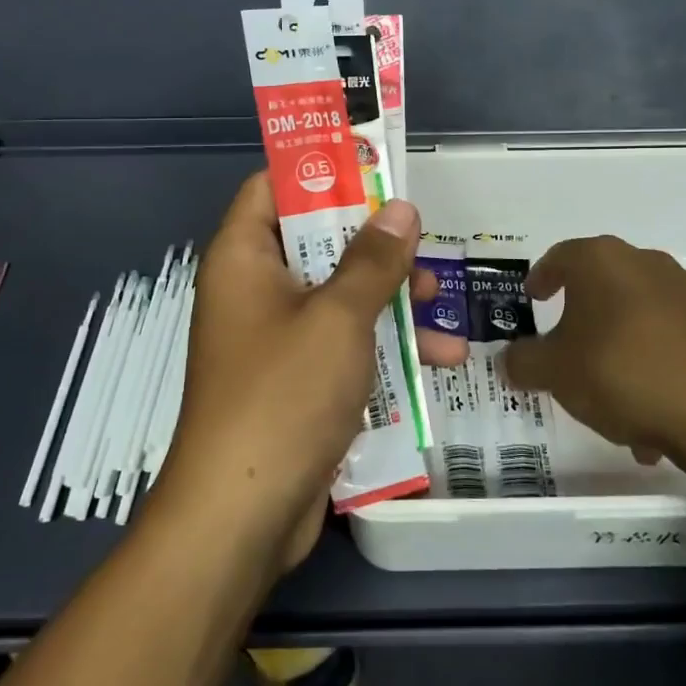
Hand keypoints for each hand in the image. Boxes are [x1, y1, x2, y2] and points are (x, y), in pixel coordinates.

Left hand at [155, 173, 465, 573]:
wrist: (241, 517)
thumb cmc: (283, 395)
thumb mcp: (338, 317)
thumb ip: (373, 259)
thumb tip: (399, 208)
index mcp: (244, 258)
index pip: (273, 188)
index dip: (321, 171)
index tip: (374, 168)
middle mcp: (254, 291)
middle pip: (316, 242)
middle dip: (374, 243)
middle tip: (422, 239)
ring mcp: (275, 340)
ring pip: (337, 296)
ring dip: (390, 298)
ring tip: (444, 302)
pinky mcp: (296, 382)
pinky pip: (342, 344)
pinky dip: (382, 345)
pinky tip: (438, 360)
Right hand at [502, 236, 685, 464]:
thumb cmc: (620, 370)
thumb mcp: (554, 371)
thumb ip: (523, 362)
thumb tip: (509, 360)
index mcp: (601, 261)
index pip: (561, 256)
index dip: (543, 276)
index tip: (533, 297)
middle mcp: (647, 264)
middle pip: (605, 285)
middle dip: (586, 316)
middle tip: (570, 348)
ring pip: (642, 318)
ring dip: (624, 349)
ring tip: (615, 399)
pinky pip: (677, 343)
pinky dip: (660, 368)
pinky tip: (655, 411)